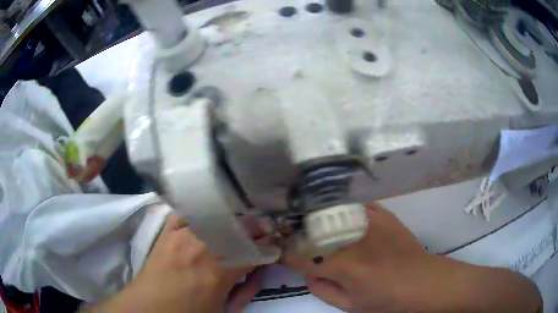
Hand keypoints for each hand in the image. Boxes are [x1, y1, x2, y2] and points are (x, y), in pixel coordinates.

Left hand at [88, 215, 262, 312]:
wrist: (150, 307)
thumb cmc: (188, 312)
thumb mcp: (224, 308)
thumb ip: (243, 288)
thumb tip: (255, 269)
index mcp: (220, 270)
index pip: (256, 250)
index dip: (270, 246)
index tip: (276, 244)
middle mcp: (203, 246)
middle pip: (240, 225)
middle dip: (257, 227)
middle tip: (263, 230)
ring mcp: (182, 233)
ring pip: (217, 214)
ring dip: (233, 218)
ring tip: (238, 223)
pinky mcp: (168, 230)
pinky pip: (187, 212)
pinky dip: (200, 213)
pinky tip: (206, 216)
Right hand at [283, 203, 541, 311]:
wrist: (424, 281)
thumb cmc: (387, 299)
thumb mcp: (350, 305)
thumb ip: (322, 288)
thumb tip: (308, 271)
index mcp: (342, 264)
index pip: (299, 253)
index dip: (286, 253)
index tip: (282, 253)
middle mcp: (352, 236)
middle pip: (311, 229)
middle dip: (297, 234)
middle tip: (292, 237)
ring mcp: (369, 219)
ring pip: (330, 212)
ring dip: (316, 219)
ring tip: (312, 225)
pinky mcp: (381, 213)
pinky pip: (352, 206)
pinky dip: (340, 211)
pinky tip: (340, 216)